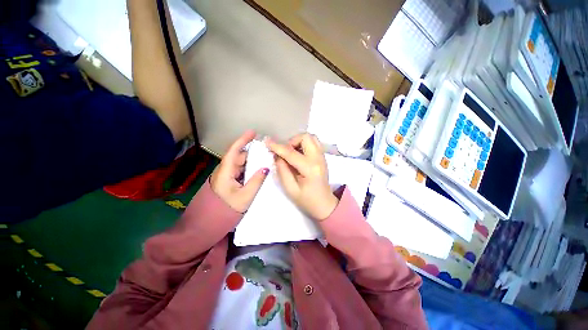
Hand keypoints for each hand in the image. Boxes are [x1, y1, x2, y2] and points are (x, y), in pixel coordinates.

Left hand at [210, 130, 268, 212]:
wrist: (207, 224)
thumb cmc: (226, 210)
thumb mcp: (245, 196)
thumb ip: (257, 181)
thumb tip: (266, 167)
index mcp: (226, 172)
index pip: (234, 151)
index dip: (243, 140)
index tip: (253, 132)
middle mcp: (224, 171)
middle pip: (238, 156)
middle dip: (252, 151)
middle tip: (266, 150)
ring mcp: (225, 176)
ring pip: (239, 164)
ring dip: (251, 160)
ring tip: (264, 159)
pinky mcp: (227, 181)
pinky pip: (239, 171)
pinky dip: (248, 168)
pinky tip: (257, 170)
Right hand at [266, 134, 338, 220]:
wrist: (324, 204)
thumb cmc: (307, 200)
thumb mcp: (290, 188)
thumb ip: (282, 170)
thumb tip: (277, 155)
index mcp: (310, 168)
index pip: (291, 153)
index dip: (277, 146)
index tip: (267, 141)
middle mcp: (318, 158)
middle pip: (305, 137)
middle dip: (291, 141)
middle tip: (285, 153)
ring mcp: (322, 156)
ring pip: (310, 137)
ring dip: (298, 141)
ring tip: (292, 153)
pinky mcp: (322, 157)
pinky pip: (313, 143)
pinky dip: (304, 144)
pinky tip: (298, 154)